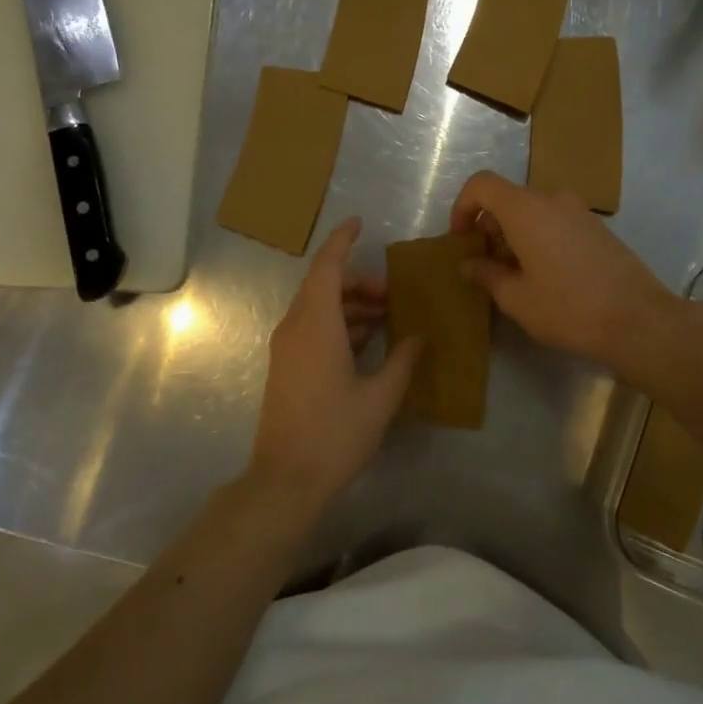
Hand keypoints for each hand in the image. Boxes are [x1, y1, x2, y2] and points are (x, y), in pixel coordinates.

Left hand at [247, 218, 421, 507]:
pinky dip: (338, 325)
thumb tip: (416, 336)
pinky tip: (366, 342)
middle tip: (391, 293)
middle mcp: (295, 327)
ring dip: (349, 305)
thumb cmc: (335, 432)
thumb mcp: (380, 396)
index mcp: (316, 324)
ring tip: (385, 317)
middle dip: (357, 281)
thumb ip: (402, 360)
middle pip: (323, 286)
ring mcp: (286, 348)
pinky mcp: (286, 367)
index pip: (327, 266)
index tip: (360, 224)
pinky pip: (312, 329)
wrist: (286, 479)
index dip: (343, 241)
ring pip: (317, 308)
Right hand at [449, 172, 679, 367]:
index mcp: (526, 209)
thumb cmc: (568, 308)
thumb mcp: (516, 298)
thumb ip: (486, 275)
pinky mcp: (598, 229)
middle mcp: (553, 199)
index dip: (462, 207)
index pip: (482, 184)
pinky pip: (556, 223)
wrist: (639, 321)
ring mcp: (580, 212)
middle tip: (487, 268)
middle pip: (508, 200)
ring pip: (533, 213)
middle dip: (489, 228)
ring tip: (516, 278)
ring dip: (515, 236)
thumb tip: (469, 264)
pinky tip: (547, 278)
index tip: (461, 239)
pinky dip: (540, 239)